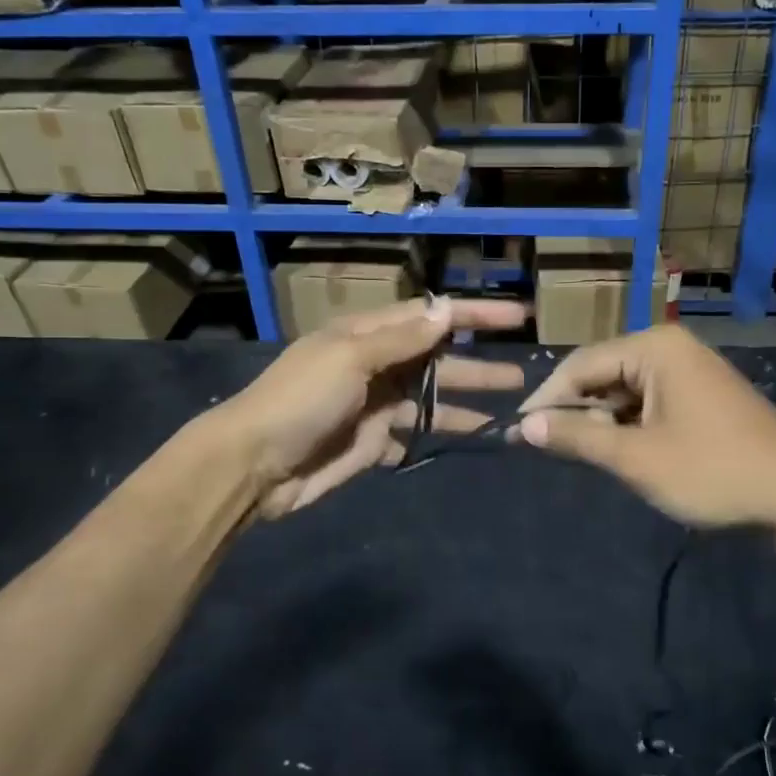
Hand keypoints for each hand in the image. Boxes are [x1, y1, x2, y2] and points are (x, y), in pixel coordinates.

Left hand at [214, 295, 526, 517]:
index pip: (429, 318)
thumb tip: (445, 310)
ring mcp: (374, 407)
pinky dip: (438, 440)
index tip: (517, 319)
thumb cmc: (300, 400)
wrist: (253, 465)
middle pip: (436, 361)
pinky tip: (467, 444)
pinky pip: (414, 437)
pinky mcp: (372, 444)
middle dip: (478, 366)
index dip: (472, 316)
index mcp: (366, 336)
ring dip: (466, 405)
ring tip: (508, 413)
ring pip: (431, 402)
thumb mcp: (349, 358)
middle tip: (522, 376)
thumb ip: (400, 339)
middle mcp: (375, 366)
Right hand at [513, 327, 775, 529]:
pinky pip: (648, 400)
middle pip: (602, 373)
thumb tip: (525, 426)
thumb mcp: (637, 458)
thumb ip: (578, 437)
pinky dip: (628, 424)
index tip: (518, 432)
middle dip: (576, 411)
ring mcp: (689, 369)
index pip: (581, 364)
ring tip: (582, 454)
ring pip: (624, 389)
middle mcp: (670, 347)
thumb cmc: (713, 471)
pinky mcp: (701, 393)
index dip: (546, 399)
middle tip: (548, 448)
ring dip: (601, 421)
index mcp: (654, 348)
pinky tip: (619, 451)